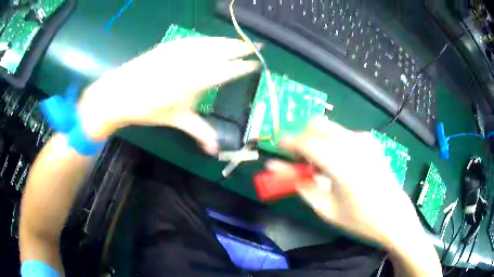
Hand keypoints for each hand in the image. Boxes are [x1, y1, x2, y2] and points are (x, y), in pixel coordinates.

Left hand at [78, 37, 260, 153]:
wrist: (121, 93)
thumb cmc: (149, 109)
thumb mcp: (177, 120)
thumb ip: (200, 132)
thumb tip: (215, 150)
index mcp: (198, 81)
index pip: (228, 70)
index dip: (244, 66)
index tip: (257, 62)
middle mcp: (193, 62)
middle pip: (224, 50)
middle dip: (242, 47)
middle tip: (257, 45)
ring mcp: (181, 50)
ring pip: (211, 42)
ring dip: (228, 41)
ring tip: (240, 42)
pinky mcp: (171, 45)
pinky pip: (197, 40)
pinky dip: (210, 40)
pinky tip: (213, 41)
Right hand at [266, 117, 423, 249]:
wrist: (394, 216)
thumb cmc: (359, 219)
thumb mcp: (324, 208)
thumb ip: (299, 185)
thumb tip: (276, 168)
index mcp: (340, 163)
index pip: (305, 141)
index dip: (287, 142)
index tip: (279, 149)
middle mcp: (352, 143)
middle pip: (317, 124)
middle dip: (303, 137)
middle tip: (300, 159)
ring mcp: (364, 139)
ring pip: (330, 128)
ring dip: (318, 141)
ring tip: (321, 167)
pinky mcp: (370, 141)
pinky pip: (343, 134)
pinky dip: (332, 143)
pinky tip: (339, 164)